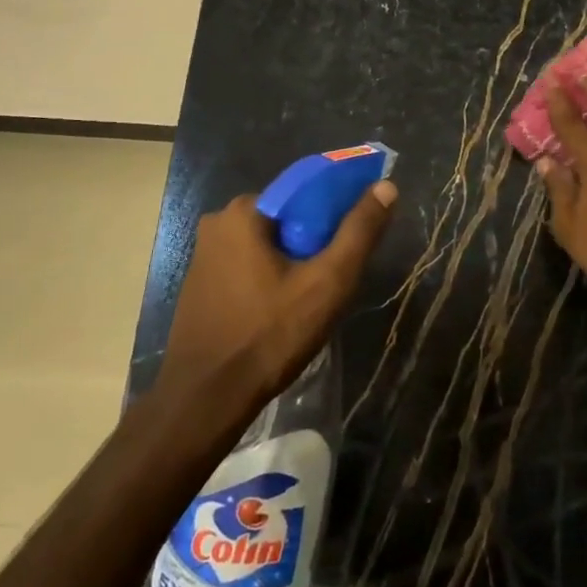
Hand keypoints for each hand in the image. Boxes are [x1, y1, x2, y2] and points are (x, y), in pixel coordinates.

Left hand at [159, 182, 396, 409]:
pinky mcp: (200, 284)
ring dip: (294, 261)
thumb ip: (359, 232)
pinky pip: (247, 265)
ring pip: (267, 244)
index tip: (356, 237)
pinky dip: (270, 277)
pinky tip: (283, 309)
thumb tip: (386, 187)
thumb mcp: (327, 282)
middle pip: (286, 218)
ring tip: (315, 298)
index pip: (305, 191)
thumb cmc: (269, 335)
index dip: (338, 209)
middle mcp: (218, 223)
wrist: (205, 399)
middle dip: (316, 240)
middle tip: (336, 277)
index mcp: (244, 212)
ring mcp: (204, 255)